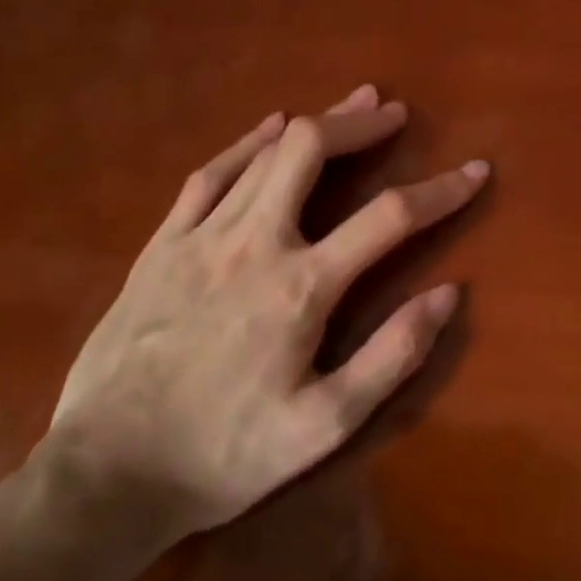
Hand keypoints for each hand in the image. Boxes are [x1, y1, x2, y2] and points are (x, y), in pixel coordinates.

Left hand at [44, 85, 487, 546]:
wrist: (106, 475)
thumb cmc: (224, 455)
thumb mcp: (324, 426)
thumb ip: (391, 356)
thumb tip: (449, 293)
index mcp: (301, 287)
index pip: (389, 217)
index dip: (440, 190)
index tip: (474, 170)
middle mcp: (255, 242)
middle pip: (312, 151)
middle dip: (360, 123)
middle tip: (394, 112)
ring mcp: (202, 236)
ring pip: (265, 153)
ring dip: (315, 123)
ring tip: (351, 105)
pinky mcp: (163, 244)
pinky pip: (210, 174)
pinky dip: (246, 143)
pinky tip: (268, 127)